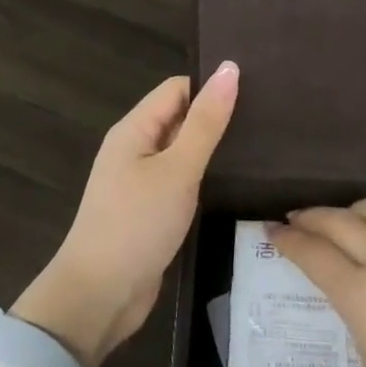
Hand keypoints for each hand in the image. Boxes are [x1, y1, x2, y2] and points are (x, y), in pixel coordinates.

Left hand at [12, 63, 237, 366]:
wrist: (98, 298)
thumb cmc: (136, 224)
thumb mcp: (177, 169)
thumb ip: (205, 121)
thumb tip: (230, 68)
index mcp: (134, 128)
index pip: (178, 88)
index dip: (212, 86)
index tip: (255, 90)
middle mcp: (135, 148)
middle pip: (180, 117)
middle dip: (216, 116)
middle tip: (266, 118)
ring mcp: (141, 181)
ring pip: (183, 151)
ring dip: (213, 149)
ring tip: (262, 146)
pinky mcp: (150, 211)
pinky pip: (180, 181)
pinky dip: (204, 178)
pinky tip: (235, 182)